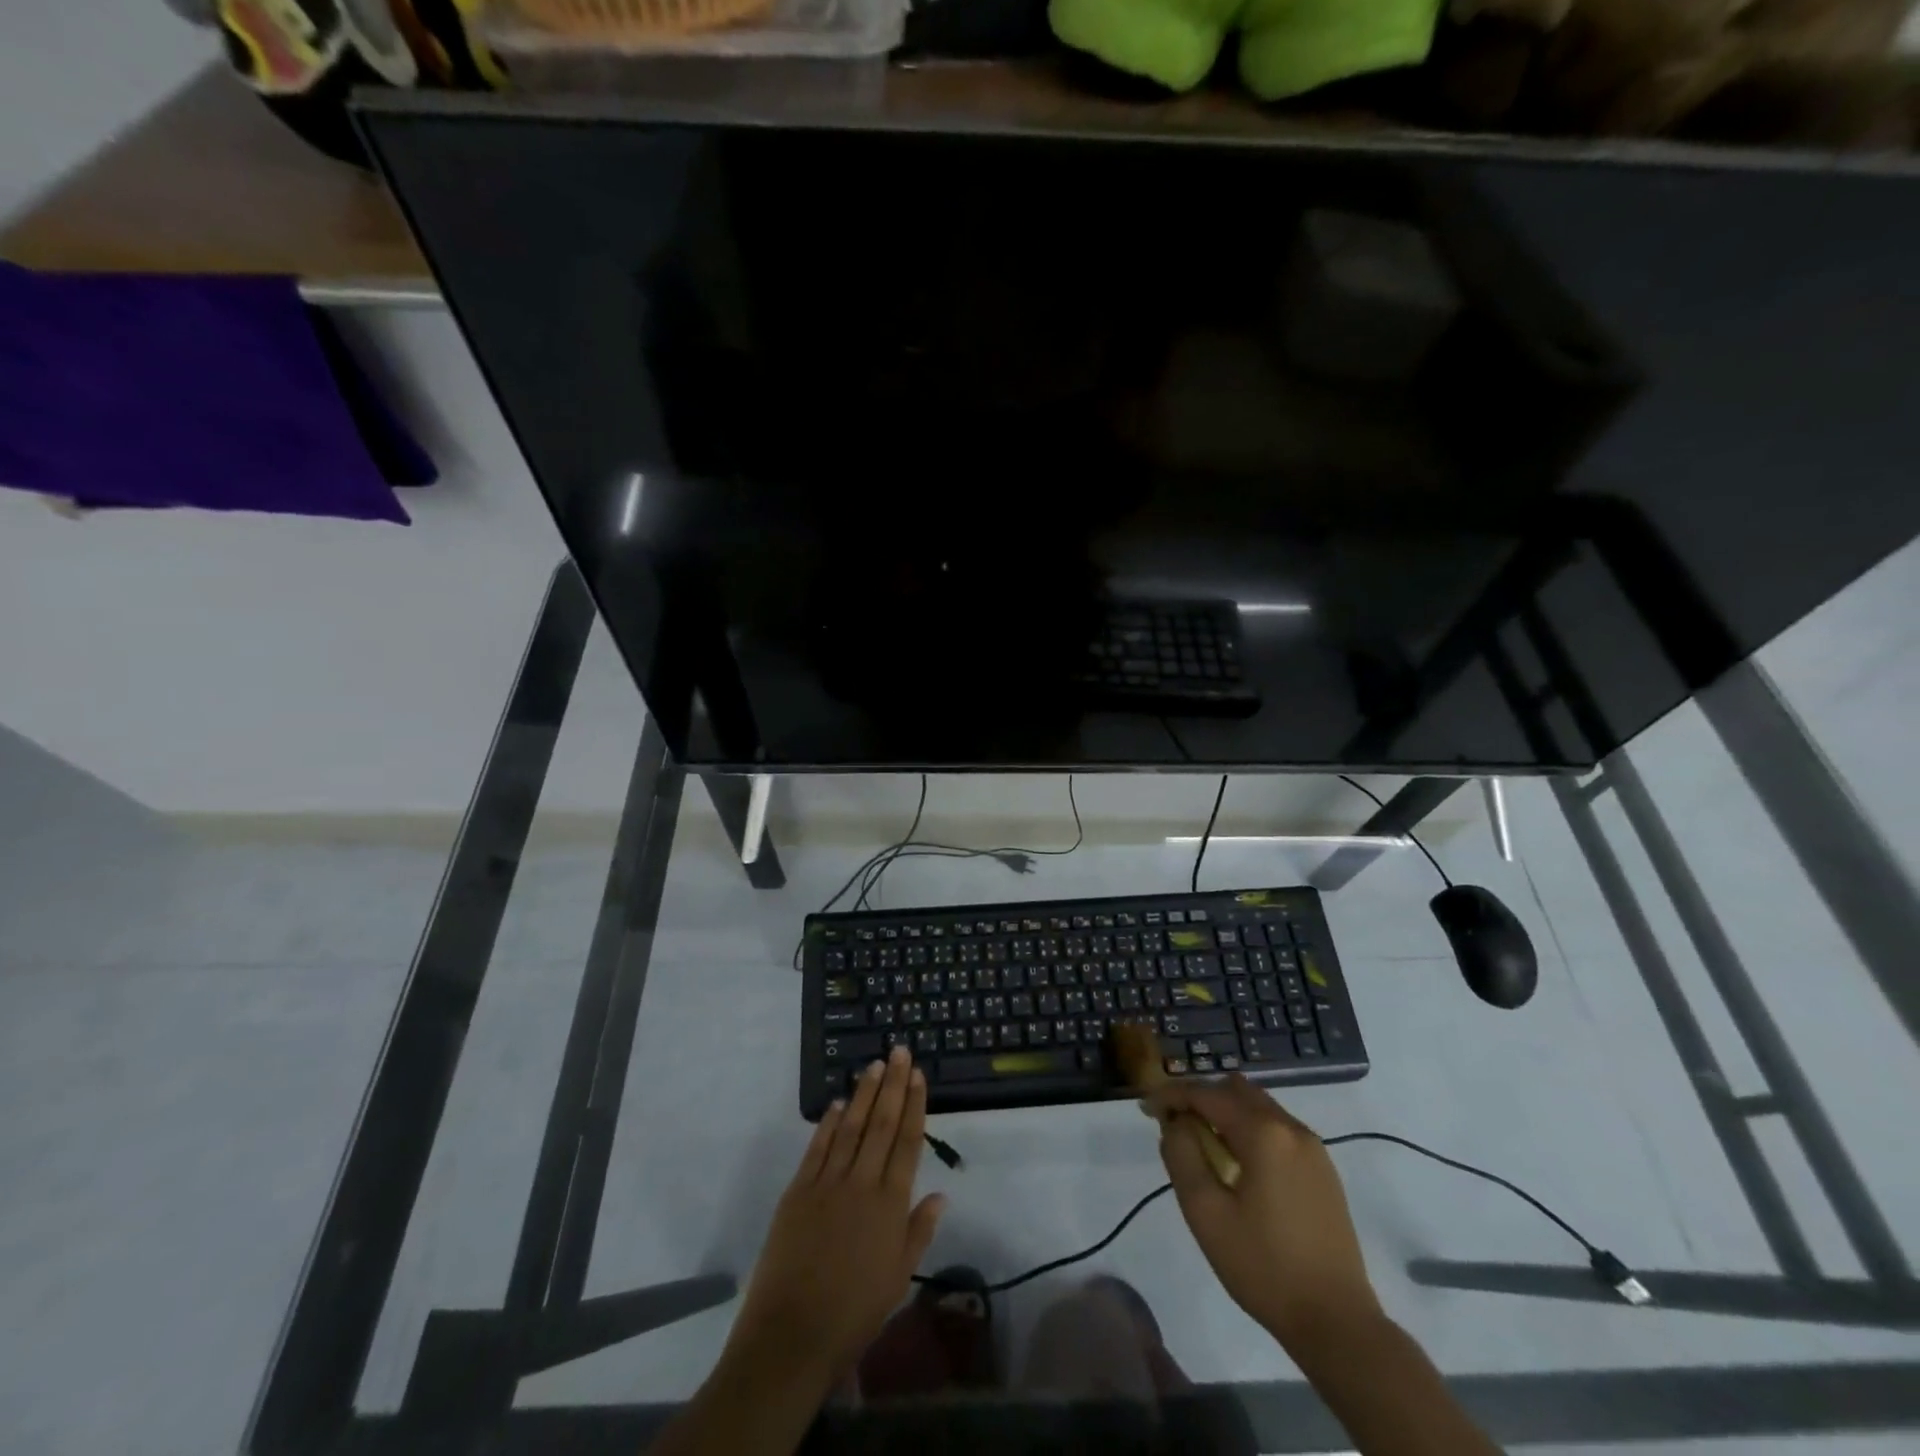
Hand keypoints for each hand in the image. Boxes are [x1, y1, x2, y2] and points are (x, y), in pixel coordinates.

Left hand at [722, 1047, 945, 1392]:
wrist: (792, 1336)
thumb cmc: (854, 1313)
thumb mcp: (899, 1278)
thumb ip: (919, 1231)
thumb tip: (941, 1194)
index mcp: (891, 1205)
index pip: (907, 1142)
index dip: (914, 1105)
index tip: (918, 1075)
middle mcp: (862, 1183)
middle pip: (881, 1124)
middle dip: (893, 1085)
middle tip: (899, 1051)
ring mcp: (827, 1183)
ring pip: (850, 1126)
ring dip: (863, 1093)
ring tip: (874, 1066)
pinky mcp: (798, 1190)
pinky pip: (817, 1147)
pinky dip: (828, 1122)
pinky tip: (836, 1102)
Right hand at [1152, 1075, 1380, 1348]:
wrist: (1337, 1323)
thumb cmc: (1264, 1266)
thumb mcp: (1205, 1212)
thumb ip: (1182, 1155)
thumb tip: (1175, 1123)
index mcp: (1263, 1132)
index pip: (1206, 1093)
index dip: (1171, 1095)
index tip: (1147, 1108)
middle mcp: (1291, 1127)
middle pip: (1236, 1090)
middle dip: (1201, 1098)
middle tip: (1175, 1125)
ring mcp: (1313, 1148)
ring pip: (1259, 1106)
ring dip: (1226, 1113)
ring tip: (1203, 1145)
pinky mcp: (1323, 1170)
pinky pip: (1278, 1129)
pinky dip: (1250, 1130)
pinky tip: (1238, 1165)